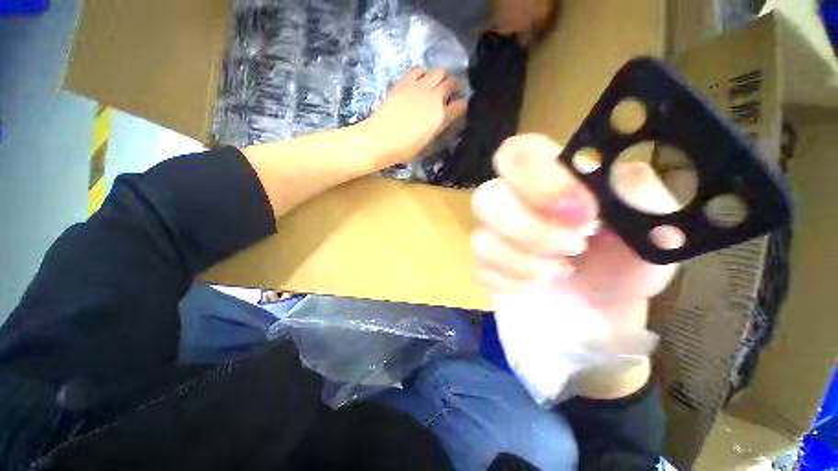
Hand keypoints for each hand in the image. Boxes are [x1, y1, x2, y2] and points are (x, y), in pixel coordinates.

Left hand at [365, 68, 467, 168]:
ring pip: (439, 70)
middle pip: (452, 82)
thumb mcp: (427, 144)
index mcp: (441, 117)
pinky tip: (418, 82)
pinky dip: (422, 73)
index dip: (461, 105)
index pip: (460, 105)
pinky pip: (418, 69)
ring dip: (440, 76)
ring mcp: (419, 87)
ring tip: (434, 84)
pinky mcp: (405, 81)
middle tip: (447, 93)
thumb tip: (442, 120)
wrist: (381, 139)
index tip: (457, 108)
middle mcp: (434, 98)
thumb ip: (437, 129)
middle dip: (453, 86)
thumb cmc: (405, 149)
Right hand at [471, 134, 680, 396]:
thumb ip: (632, 192)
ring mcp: (494, 234)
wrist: (610, 296)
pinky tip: (539, 285)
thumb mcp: (652, 218)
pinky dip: (513, 283)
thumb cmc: (630, 253)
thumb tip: (587, 187)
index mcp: (547, 176)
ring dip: (522, 261)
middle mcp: (511, 200)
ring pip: (480, 239)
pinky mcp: (487, 265)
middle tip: (571, 246)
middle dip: (528, 229)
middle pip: (485, 197)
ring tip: (561, 272)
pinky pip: (482, 271)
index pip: (517, 153)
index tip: (580, 212)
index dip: (538, 178)